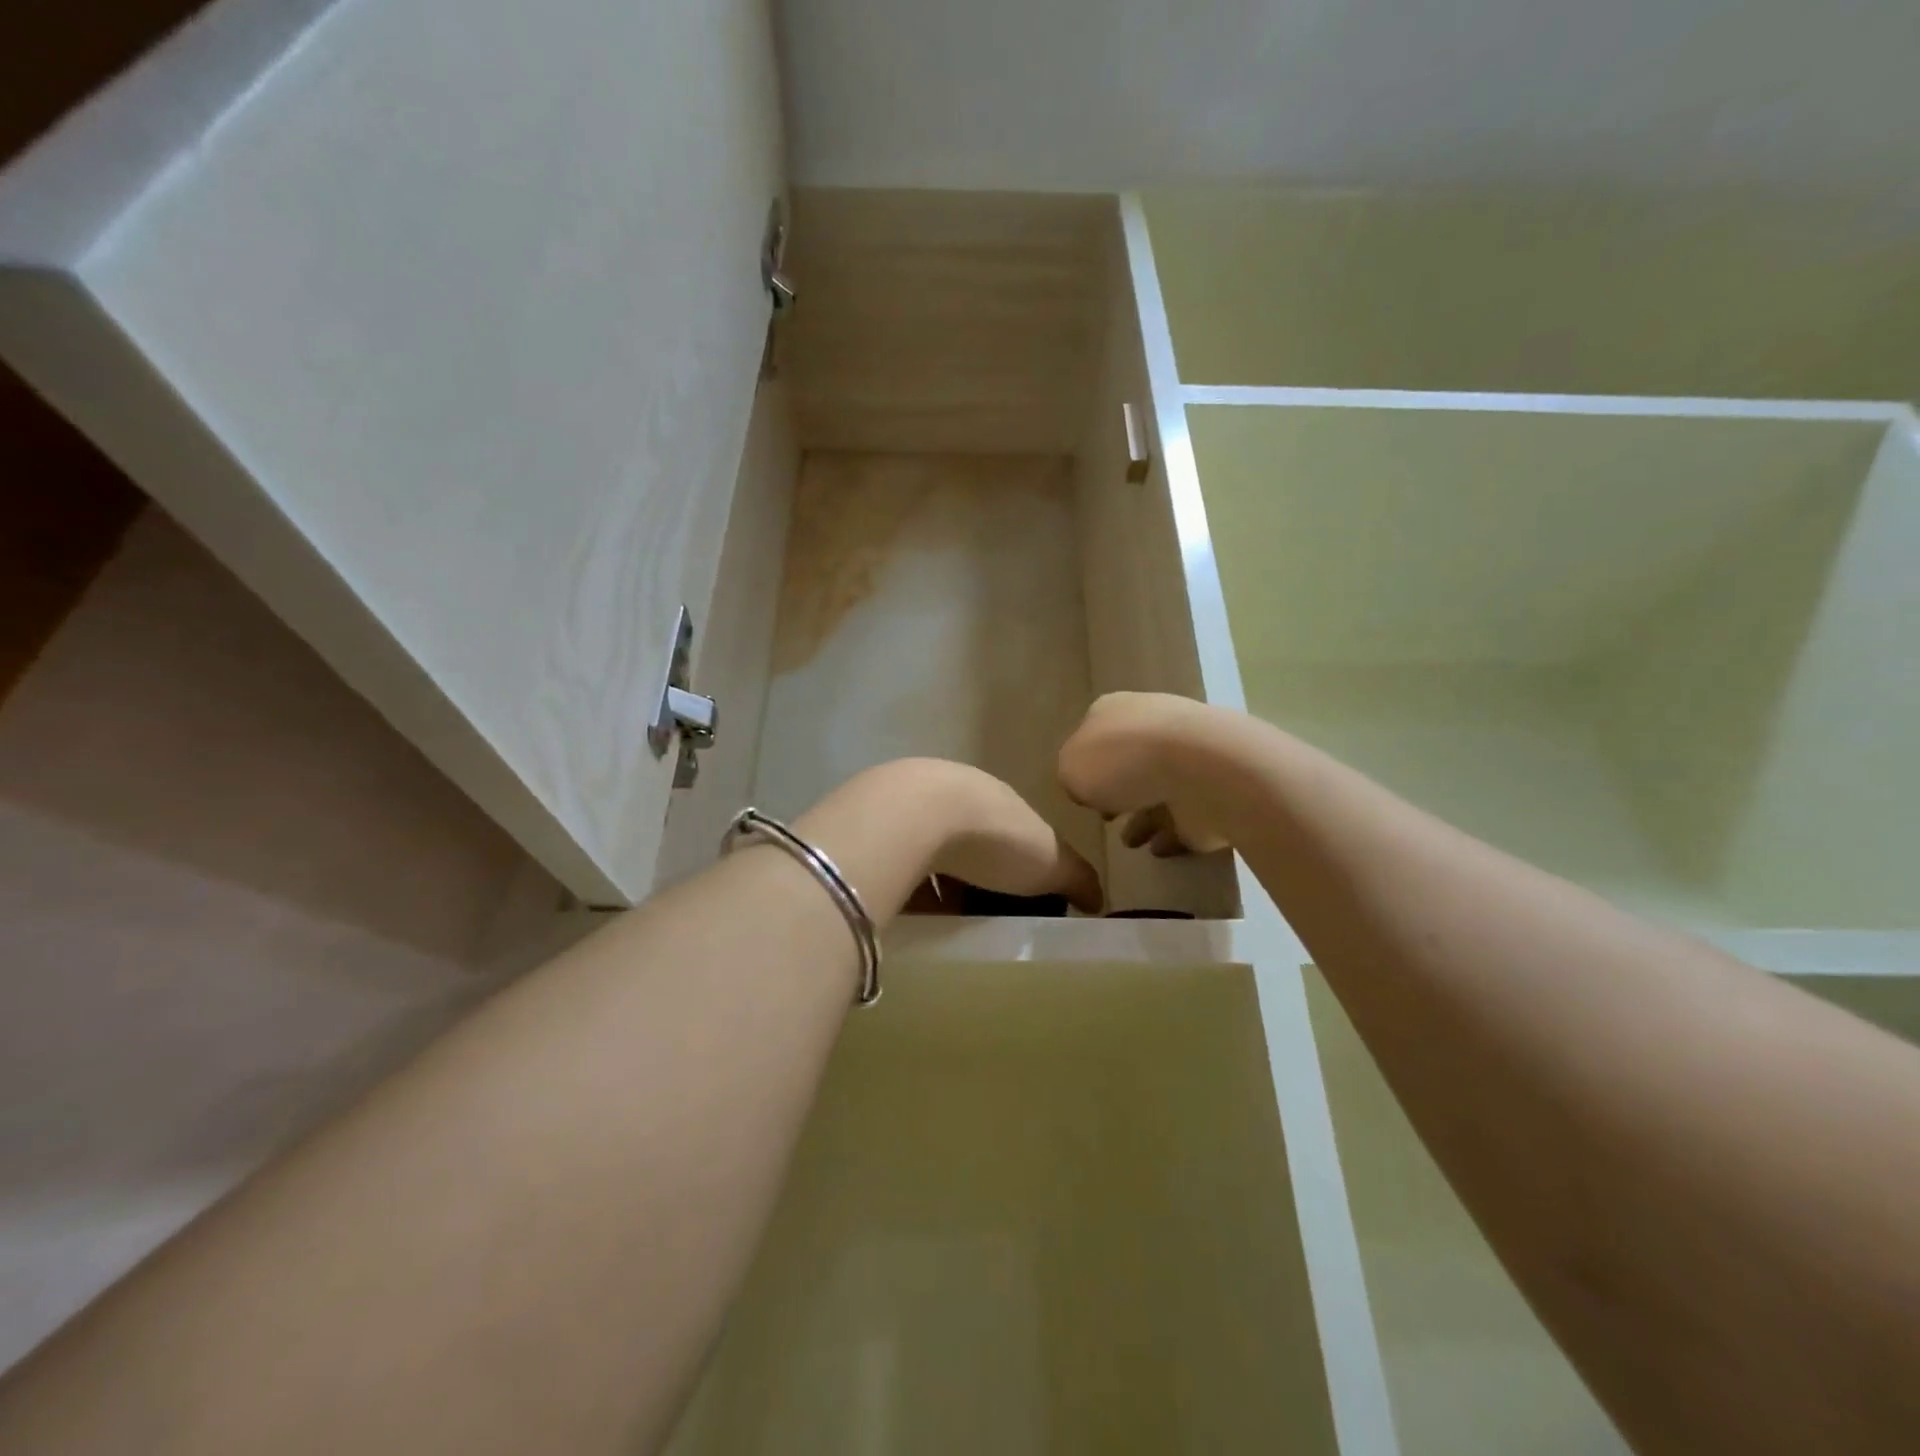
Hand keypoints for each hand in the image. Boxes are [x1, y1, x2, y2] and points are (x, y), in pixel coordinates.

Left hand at [798, 759, 1102, 915]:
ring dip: (935, 881)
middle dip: (973, 874)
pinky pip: (896, 863)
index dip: (1017, 863)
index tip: (1018, 898)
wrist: (916, 816)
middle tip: (978, 913)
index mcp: (996, 799)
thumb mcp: (1049, 861)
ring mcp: (909, 808)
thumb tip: (1100, 900)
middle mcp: (953, 794)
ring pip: (928, 850)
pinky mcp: (876, 829)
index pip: (1012, 830)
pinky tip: (908, 915)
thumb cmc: (994, 837)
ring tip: (942, 922)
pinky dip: (906, 887)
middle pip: (967, 840)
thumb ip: (1076, 878)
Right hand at [1057, 693, 1230, 856]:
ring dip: (1145, 815)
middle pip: (1130, 759)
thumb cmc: (1123, 761)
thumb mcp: (1070, 769)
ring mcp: (1188, 756)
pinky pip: (1188, 814)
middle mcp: (1152, 725)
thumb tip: (1087, 789)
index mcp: (1115, 711)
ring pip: (1160, 788)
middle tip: (1108, 816)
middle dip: (1119, 788)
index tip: (1084, 793)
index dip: (1086, 764)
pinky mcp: (1215, 787)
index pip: (1095, 734)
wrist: (1202, 769)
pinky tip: (1159, 849)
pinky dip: (1174, 831)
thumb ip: (1072, 778)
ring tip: (1131, 842)